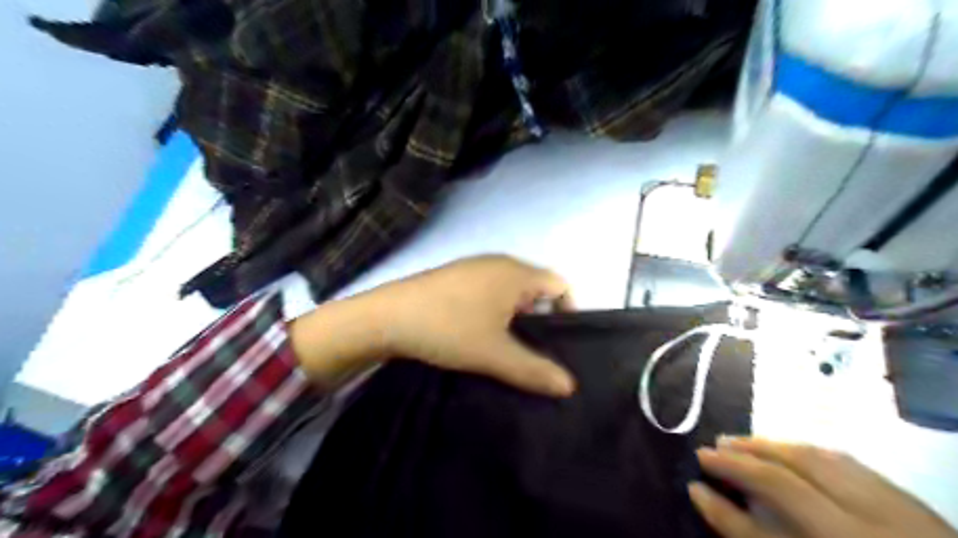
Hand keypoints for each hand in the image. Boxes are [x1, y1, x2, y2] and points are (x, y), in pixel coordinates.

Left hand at [293, 255, 574, 397]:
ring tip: (506, 348)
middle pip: (536, 288)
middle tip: (533, 352)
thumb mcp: (494, 354)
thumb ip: (535, 370)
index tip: (556, 344)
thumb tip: (570, 386)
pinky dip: (493, 311)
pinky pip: (488, 292)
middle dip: (540, 319)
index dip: (567, 312)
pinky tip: (478, 335)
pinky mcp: (455, 277)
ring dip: (515, 318)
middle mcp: (499, 263)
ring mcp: (474, 267)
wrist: (386, 317)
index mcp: (516, 273)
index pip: (560, 284)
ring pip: (510, 292)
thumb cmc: (448, 329)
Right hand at [686, 437, 952, 536]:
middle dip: (744, 457)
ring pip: (821, 460)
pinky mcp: (917, 505)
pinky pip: (851, 464)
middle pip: (791, 476)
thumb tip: (704, 495)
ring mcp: (900, 513)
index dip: (726, 492)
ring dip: (773, 446)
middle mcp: (869, 527)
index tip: (694, 477)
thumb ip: (752, 535)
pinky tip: (793, 450)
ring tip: (742, 442)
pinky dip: (811, 452)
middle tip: (711, 448)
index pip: (768, 512)